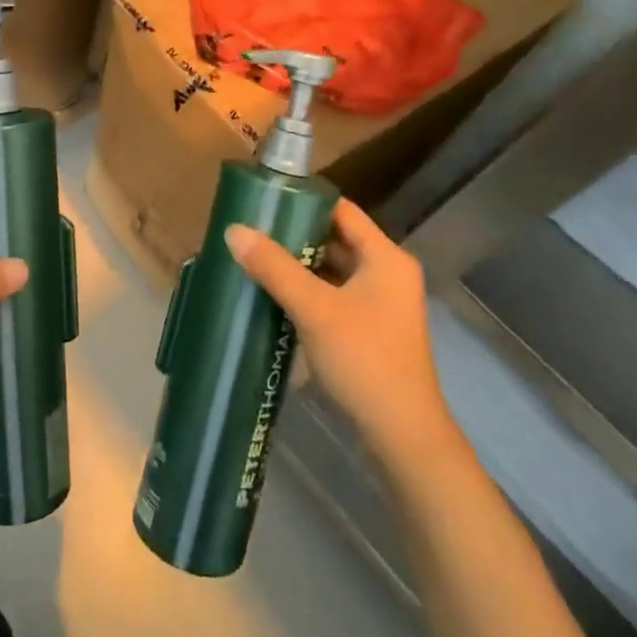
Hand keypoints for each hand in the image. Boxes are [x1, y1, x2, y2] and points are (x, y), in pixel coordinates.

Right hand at [226, 199, 458, 466]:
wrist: (402, 435)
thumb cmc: (364, 359)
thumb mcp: (313, 308)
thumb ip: (274, 267)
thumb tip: (234, 229)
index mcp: (386, 258)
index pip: (342, 211)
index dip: (304, 201)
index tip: (265, 201)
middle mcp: (388, 274)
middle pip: (336, 240)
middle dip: (294, 236)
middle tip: (251, 231)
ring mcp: (381, 304)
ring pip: (333, 271)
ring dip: (298, 266)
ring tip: (255, 259)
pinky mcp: (371, 330)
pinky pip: (334, 296)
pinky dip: (308, 292)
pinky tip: (274, 296)